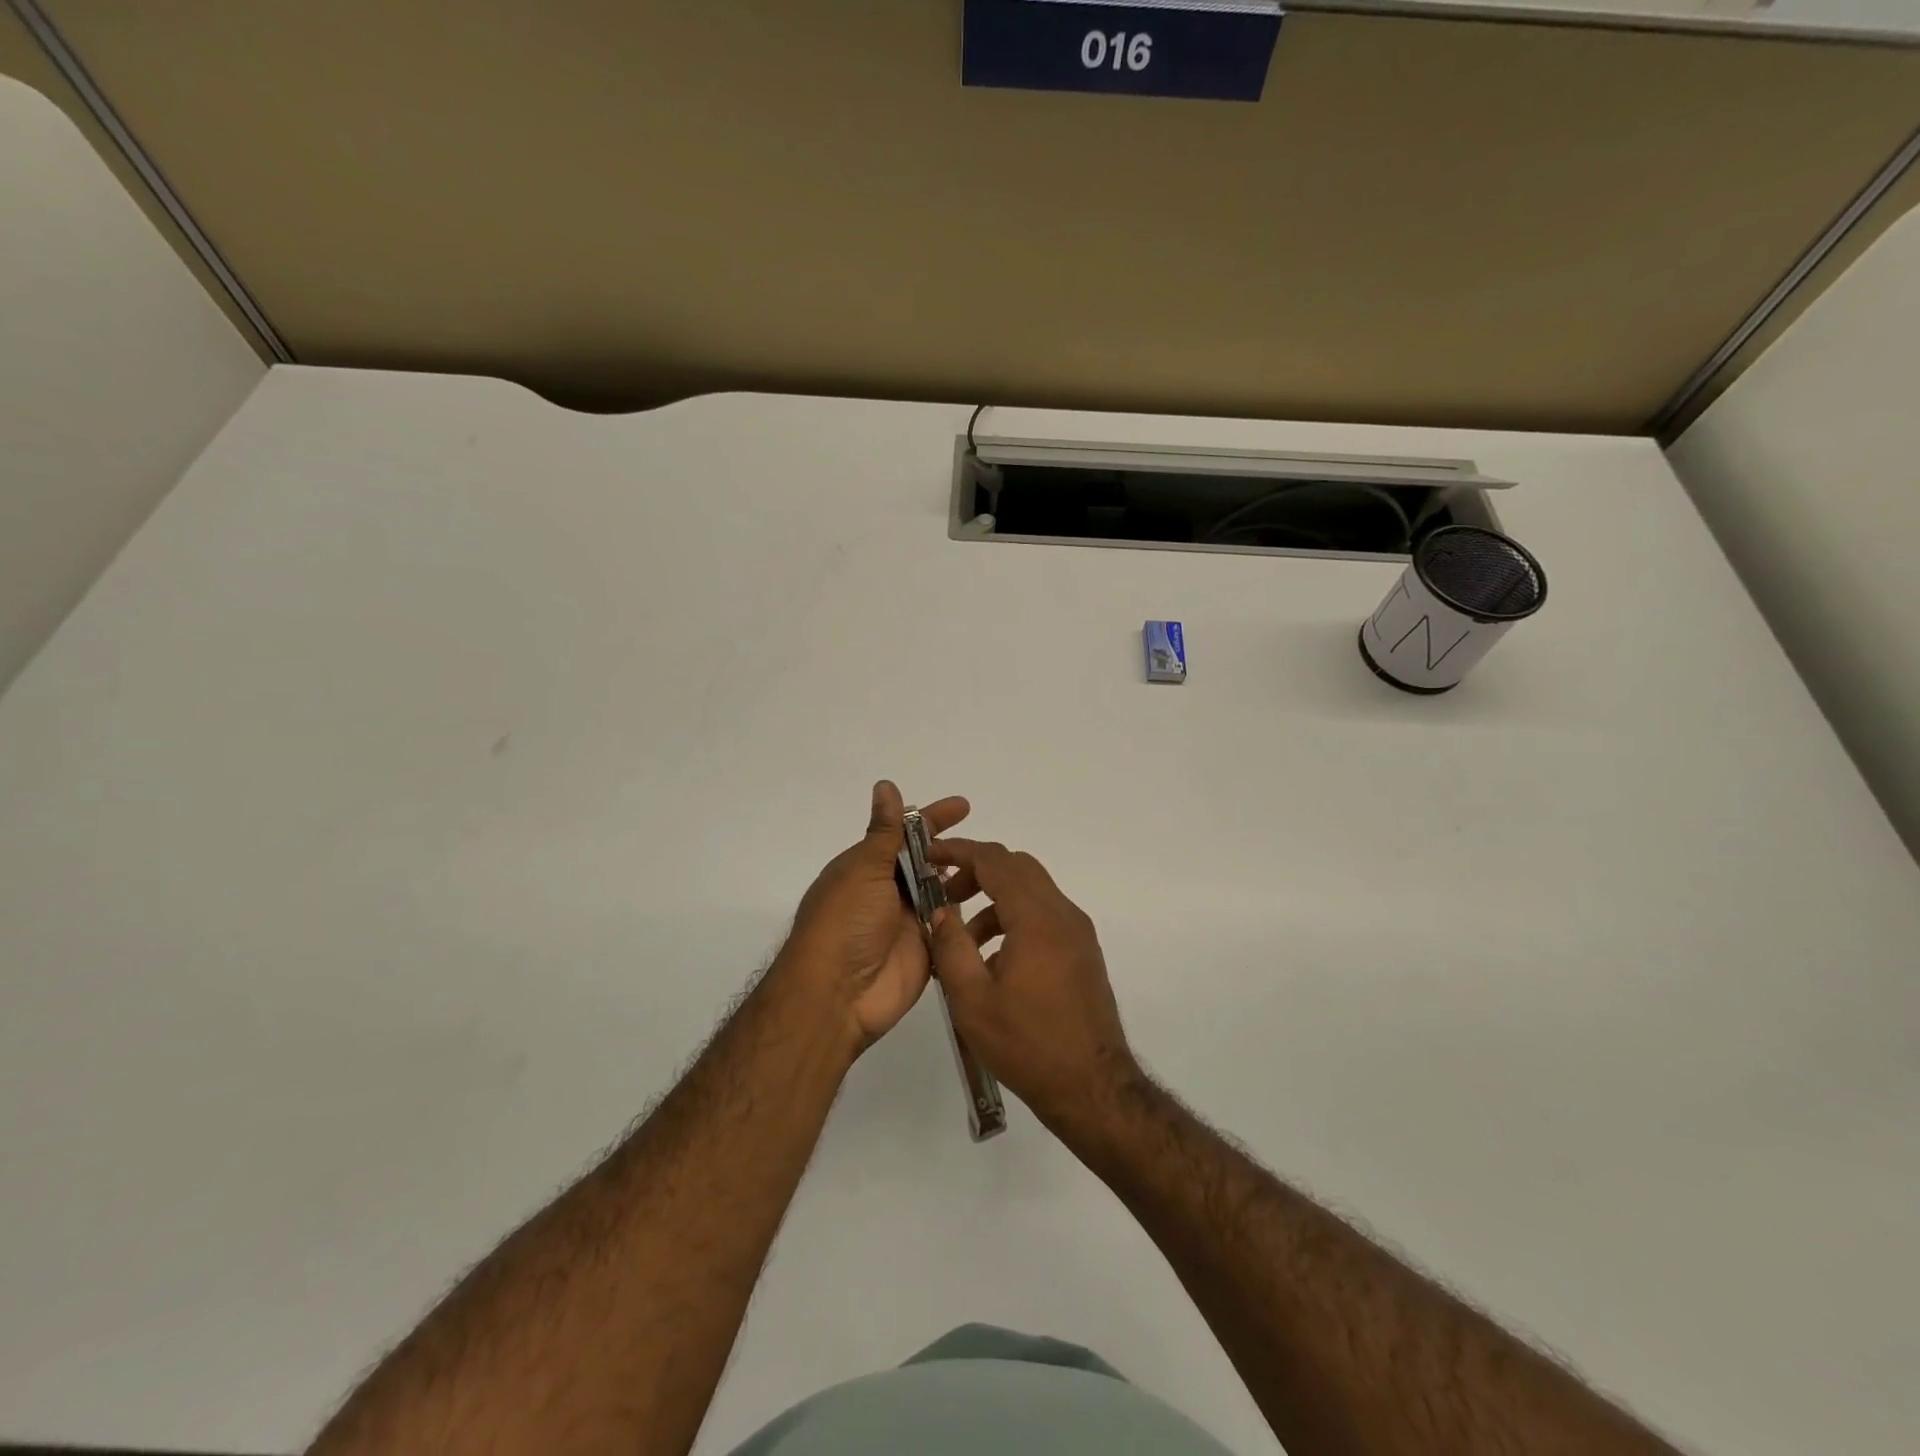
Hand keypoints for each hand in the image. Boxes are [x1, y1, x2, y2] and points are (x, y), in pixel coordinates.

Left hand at [779, 781, 969, 1050]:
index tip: (964, 806)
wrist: (836, 995)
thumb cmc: (844, 923)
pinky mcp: (925, 951)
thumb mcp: (863, 869)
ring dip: (963, 882)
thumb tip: (885, 785)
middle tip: (988, 847)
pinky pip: (949, 930)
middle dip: (953, 852)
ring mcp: (907, 922)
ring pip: (942, 894)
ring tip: (996, 872)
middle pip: (927, 863)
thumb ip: (885, 831)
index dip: (933, 819)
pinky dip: (967, 919)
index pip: (905, 834)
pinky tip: (994, 904)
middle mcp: (887, 892)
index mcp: (867, 867)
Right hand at [925, 838, 1138, 1132]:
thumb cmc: (1027, 1044)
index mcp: (1037, 919)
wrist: (1092, 1088)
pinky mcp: (1084, 952)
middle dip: (977, 872)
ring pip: (1032, 892)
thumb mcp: (972, 999)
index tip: (930, 856)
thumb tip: (941, 911)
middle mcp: (1063, 914)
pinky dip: (1016, 919)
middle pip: (1017, 868)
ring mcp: (1078, 933)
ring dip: (995, 900)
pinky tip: (996, 962)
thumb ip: (951, 946)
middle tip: (945, 896)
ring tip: (965, 943)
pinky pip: (1045, 916)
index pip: (995, 861)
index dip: (960, 851)